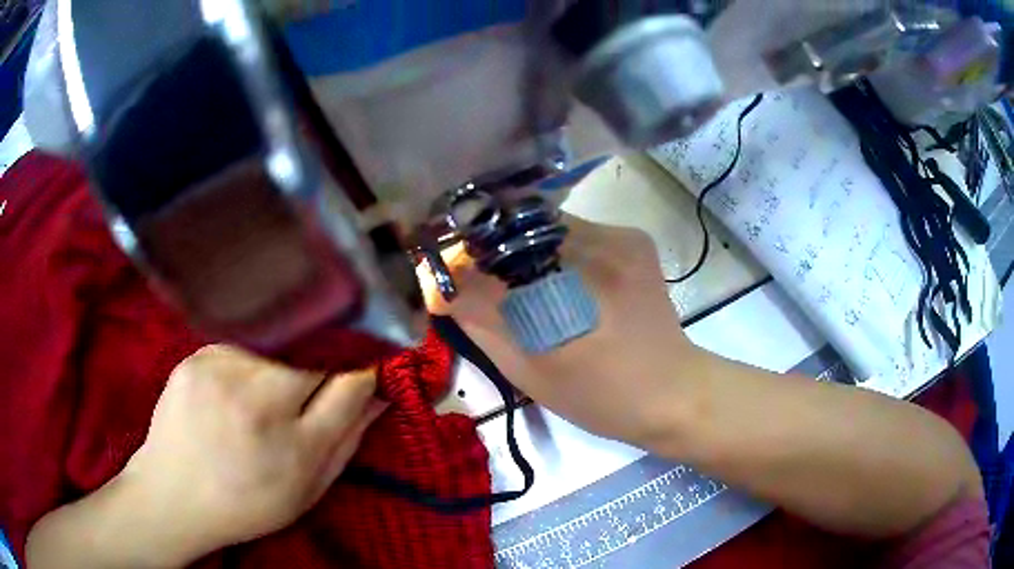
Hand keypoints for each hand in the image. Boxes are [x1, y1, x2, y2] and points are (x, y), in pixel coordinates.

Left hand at [120, 346, 385, 561]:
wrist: (172, 495)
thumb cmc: (246, 504)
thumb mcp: (307, 490)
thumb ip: (347, 441)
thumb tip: (379, 393)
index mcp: (292, 445)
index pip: (349, 381)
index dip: (365, 367)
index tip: (370, 363)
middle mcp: (256, 399)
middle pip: (314, 349)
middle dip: (327, 358)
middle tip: (319, 378)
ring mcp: (220, 369)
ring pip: (278, 341)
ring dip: (287, 359)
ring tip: (271, 391)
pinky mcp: (196, 355)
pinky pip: (242, 342)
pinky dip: (252, 358)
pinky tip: (239, 387)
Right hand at [424, 216, 697, 450]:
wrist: (673, 391)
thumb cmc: (600, 397)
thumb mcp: (529, 372)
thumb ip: (480, 324)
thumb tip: (437, 286)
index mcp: (567, 291)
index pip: (490, 250)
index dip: (461, 254)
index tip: (448, 272)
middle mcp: (596, 248)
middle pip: (518, 225)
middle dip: (491, 247)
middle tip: (483, 280)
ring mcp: (620, 238)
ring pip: (546, 223)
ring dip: (524, 246)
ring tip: (527, 285)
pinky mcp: (633, 238)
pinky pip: (575, 229)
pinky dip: (555, 248)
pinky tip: (564, 280)